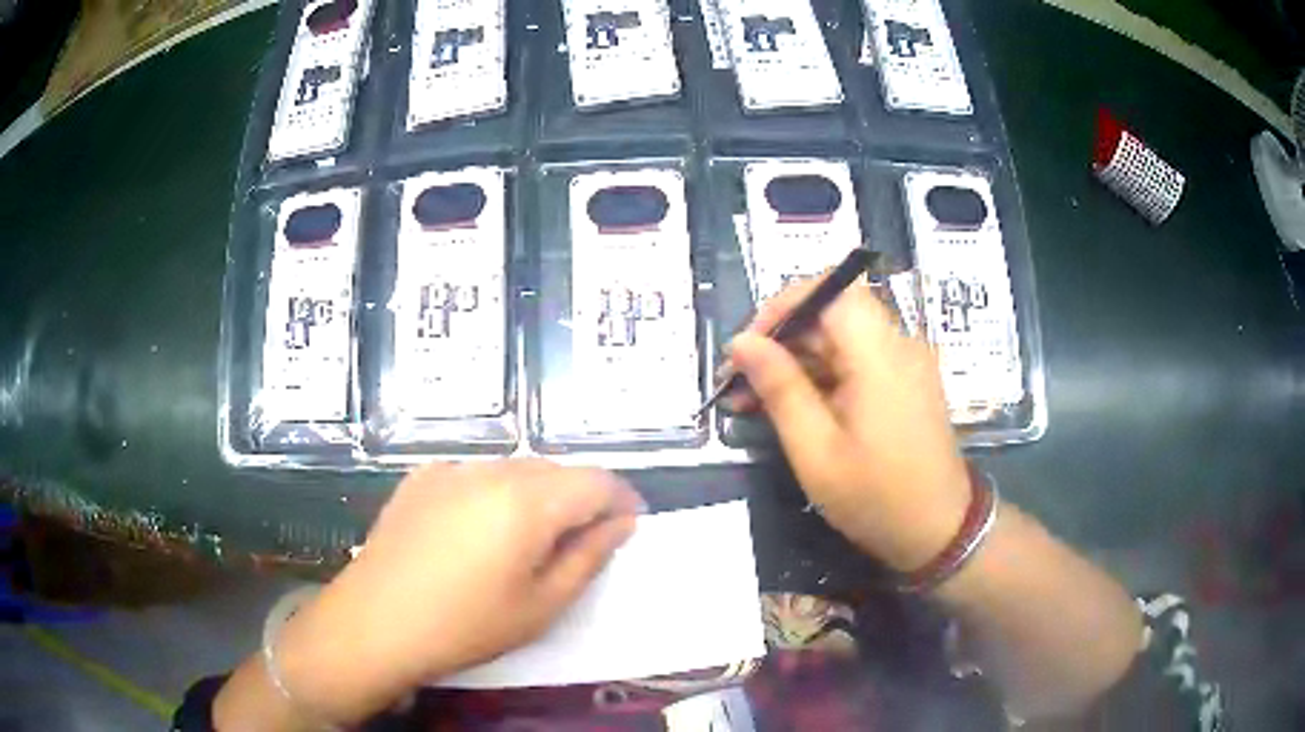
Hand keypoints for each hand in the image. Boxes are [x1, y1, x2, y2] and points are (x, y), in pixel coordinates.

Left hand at [272, 460, 642, 723]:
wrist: (375, 622)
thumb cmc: (466, 625)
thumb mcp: (542, 604)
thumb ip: (589, 556)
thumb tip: (619, 523)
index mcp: (528, 499)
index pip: (597, 480)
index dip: (622, 501)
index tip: (627, 529)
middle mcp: (491, 468)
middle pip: (556, 470)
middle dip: (579, 500)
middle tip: (579, 545)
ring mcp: (450, 467)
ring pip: (515, 469)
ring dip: (537, 496)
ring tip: (526, 542)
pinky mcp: (421, 476)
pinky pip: (476, 475)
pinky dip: (494, 494)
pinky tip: (477, 532)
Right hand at [726, 278, 970, 572]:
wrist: (940, 532)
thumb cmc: (877, 498)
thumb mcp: (816, 451)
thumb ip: (779, 389)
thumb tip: (742, 343)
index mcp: (879, 354)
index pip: (829, 289)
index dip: (782, 306)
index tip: (747, 346)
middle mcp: (897, 344)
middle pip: (832, 313)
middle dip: (782, 340)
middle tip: (739, 382)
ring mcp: (905, 363)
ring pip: (841, 338)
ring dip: (797, 361)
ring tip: (752, 401)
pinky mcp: (905, 383)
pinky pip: (857, 361)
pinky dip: (822, 377)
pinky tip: (791, 409)